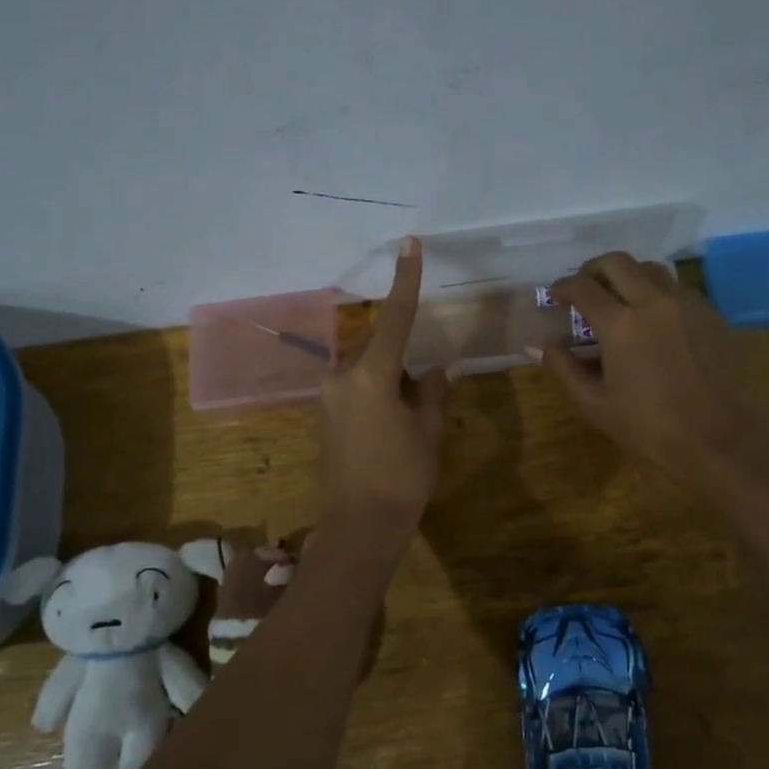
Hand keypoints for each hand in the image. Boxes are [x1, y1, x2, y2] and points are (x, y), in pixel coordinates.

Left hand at [317, 237, 448, 533]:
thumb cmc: (402, 477)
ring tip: (413, 408)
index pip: (396, 317)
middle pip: (380, 345)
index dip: (406, 279)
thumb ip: (434, 391)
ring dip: (392, 373)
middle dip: (405, 352)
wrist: (358, 526)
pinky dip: (379, 388)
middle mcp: (342, 376)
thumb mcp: (428, 431)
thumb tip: (443, 365)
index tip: (410, 243)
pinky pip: (356, 386)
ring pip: (368, 367)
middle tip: (426, 383)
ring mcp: (329, 395)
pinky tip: (394, 416)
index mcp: (371, 374)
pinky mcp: (325, 414)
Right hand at [539, 252, 761, 489]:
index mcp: (621, 324)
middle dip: (593, 269)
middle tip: (583, 287)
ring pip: (651, 269)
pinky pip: (677, 288)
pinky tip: (652, 318)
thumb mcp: (594, 404)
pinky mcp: (710, 314)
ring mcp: (686, 305)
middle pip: (618, 262)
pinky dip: (656, 291)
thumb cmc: (649, 426)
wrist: (718, 439)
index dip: (563, 287)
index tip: (555, 295)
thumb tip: (538, 345)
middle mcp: (654, 302)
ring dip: (627, 275)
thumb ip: (563, 368)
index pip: (583, 287)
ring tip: (617, 297)